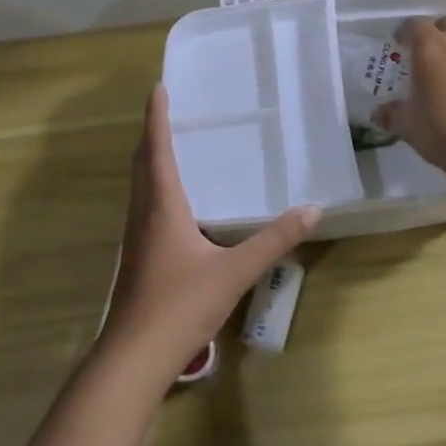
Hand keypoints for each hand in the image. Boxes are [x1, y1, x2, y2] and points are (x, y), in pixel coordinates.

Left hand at [98, 86, 318, 379]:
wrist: (134, 358)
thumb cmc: (181, 306)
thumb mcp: (235, 272)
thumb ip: (274, 240)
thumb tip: (312, 209)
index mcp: (162, 207)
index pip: (157, 150)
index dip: (156, 117)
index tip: (157, 88)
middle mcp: (144, 215)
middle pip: (142, 164)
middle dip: (151, 134)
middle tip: (165, 111)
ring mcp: (136, 239)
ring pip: (139, 187)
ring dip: (149, 161)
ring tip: (167, 146)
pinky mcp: (137, 259)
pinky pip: (144, 208)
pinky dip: (154, 188)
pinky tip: (172, 205)